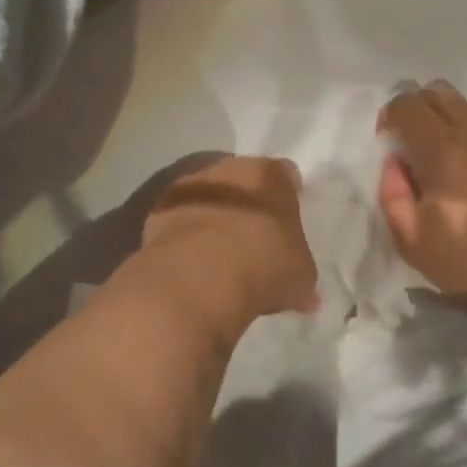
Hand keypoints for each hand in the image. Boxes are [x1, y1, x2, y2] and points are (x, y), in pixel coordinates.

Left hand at [141, 155, 318, 321]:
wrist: (198, 278)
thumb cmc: (263, 267)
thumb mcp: (300, 278)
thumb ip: (301, 276)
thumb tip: (306, 296)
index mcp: (270, 175)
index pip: (285, 175)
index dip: (288, 195)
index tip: (288, 219)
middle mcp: (230, 170)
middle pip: (243, 180)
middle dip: (249, 202)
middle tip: (254, 233)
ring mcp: (191, 188)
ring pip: (209, 196)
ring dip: (214, 215)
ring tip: (220, 251)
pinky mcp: (159, 211)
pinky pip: (180, 219)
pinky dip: (186, 233)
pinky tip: (193, 260)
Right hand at [377, 82, 466, 295]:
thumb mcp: (411, 239)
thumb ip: (391, 192)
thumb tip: (394, 161)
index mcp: (444, 152)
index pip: (408, 105)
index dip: (391, 116)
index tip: (390, 142)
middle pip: (438, 93)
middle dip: (417, 109)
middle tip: (413, 142)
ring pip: (466, 105)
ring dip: (446, 119)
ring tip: (443, 154)